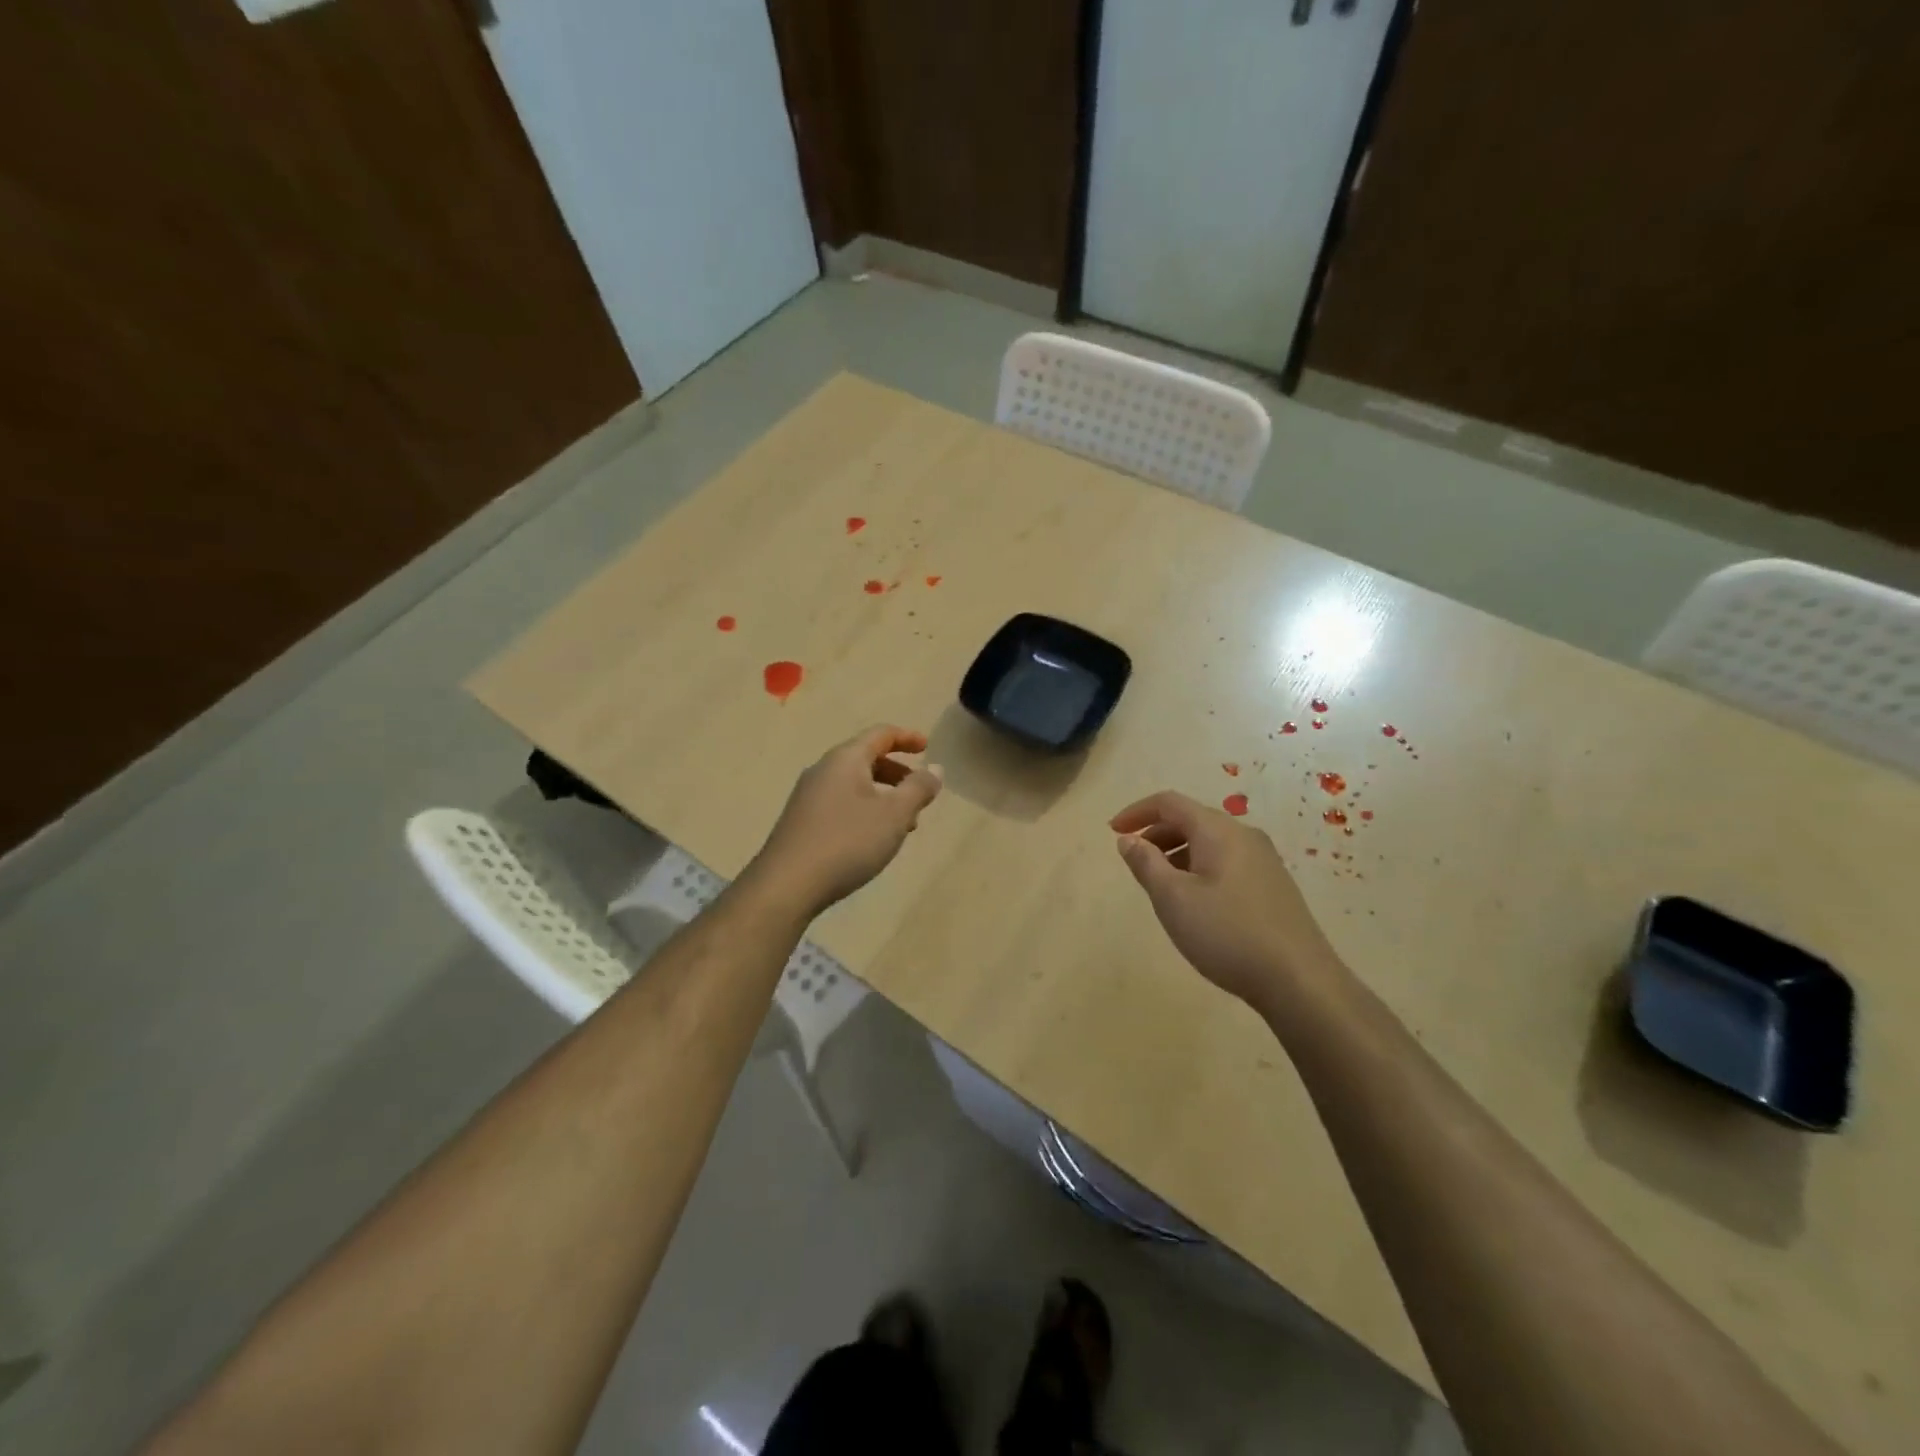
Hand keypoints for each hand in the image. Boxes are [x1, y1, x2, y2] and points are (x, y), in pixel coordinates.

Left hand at [750, 726, 943, 915]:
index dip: (907, 738)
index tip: (928, 746)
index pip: (881, 734)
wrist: (787, 885)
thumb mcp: (894, 815)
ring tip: (904, 824)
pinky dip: (865, 810)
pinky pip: (841, 803)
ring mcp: (808, 796)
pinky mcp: (802, 821)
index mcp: (845, 759)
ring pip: (854, 784)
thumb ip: (918, 789)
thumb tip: (934, 769)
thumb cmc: (847, 842)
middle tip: (919, 793)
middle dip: (897, 772)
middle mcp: (824, 770)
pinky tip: (874, 839)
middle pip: (866, 758)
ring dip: (883, 796)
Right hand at [1109, 790, 1342, 1014]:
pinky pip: (1226, 861)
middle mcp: (1244, 835)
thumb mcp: (1173, 899)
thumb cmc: (1227, 934)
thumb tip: (1128, 839)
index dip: (1137, 812)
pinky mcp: (1273, 885)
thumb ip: (1146, 864)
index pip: (1169, 802)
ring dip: (1177, 852)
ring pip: (1210, 842)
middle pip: (1191, 819)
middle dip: (1157, 833)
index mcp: (1218, 830)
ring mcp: (1264, 860)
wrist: (1300, 981)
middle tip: (1133, 860)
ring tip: (1160, 885)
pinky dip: (1199, 867)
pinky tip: (1195, 901)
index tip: (1112, 831)